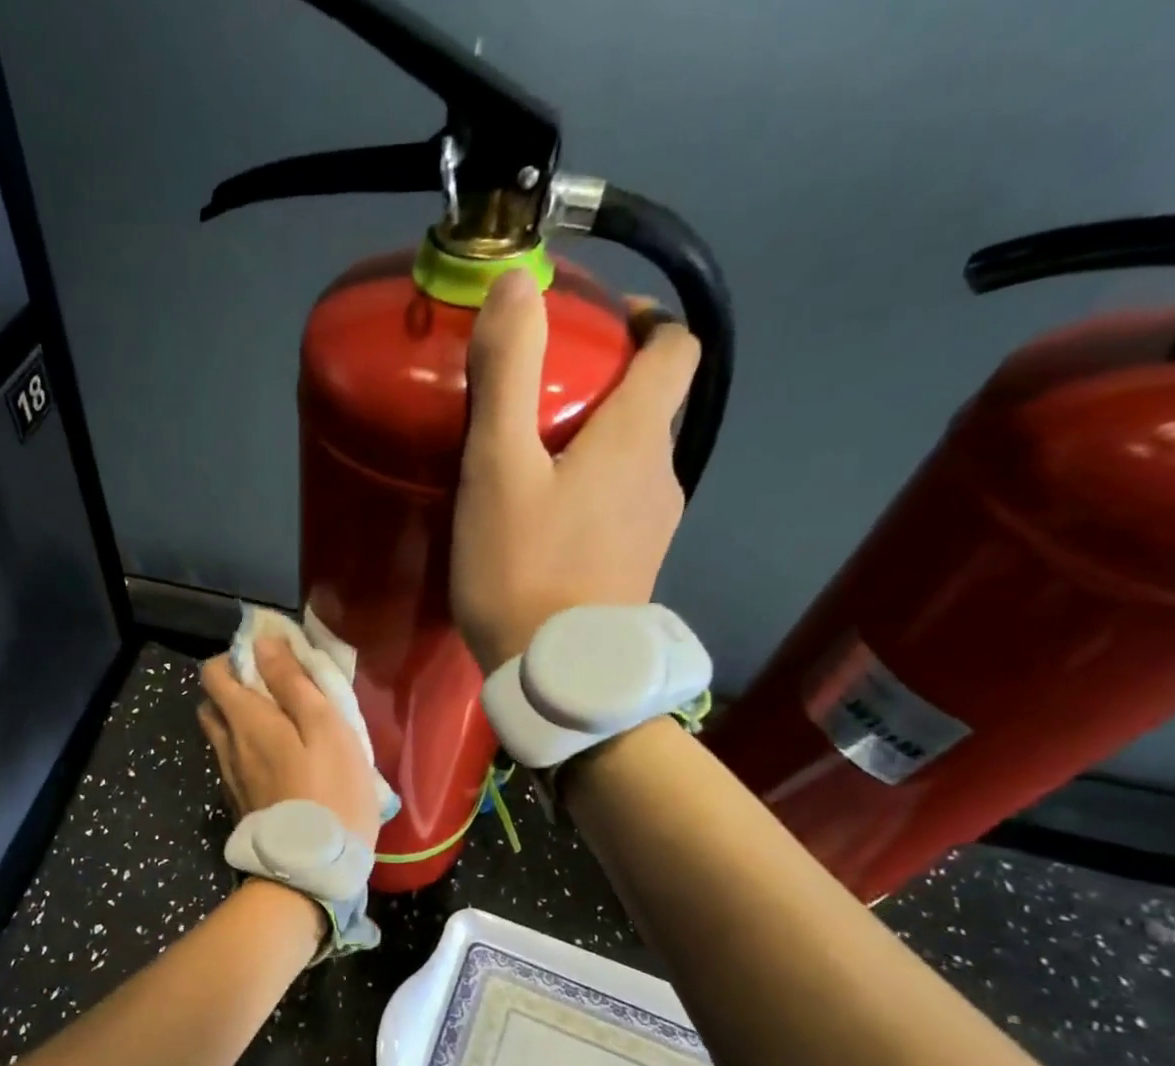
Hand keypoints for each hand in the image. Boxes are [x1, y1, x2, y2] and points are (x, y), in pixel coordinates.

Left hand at [197, 638, 380, 851]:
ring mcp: (229, 776)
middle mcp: (227, 745)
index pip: (214, 672)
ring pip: (221, 734)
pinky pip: (232, 762)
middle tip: (276, 693)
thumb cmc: (330, 791)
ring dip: (241, 721)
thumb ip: (292, 683)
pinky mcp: (239, 801)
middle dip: (235, 689)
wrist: (311, 869)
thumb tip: (264, 644)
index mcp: (245, 720)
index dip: (237, 658)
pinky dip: (247, 750)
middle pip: (212, 703)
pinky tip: (280, 762)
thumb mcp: (325, 728)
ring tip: (282, 727)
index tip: (270, 661)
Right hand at [451, 270, 699, 672]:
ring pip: (633, 462)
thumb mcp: (498, 468)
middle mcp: (663, 474)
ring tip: (532, 468)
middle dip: (603, 390)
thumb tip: (517, 283)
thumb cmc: (522, 567)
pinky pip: (620, 508)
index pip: (676, 349)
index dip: (645, 324)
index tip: (596, 329)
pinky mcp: (635, 568)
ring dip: (594, 449)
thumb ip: (508, 375)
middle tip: (536, 406)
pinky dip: (591, 495)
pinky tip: (545, 524)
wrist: (556, 674)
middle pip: (651, 407)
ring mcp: (654, 527)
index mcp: (639, 437)